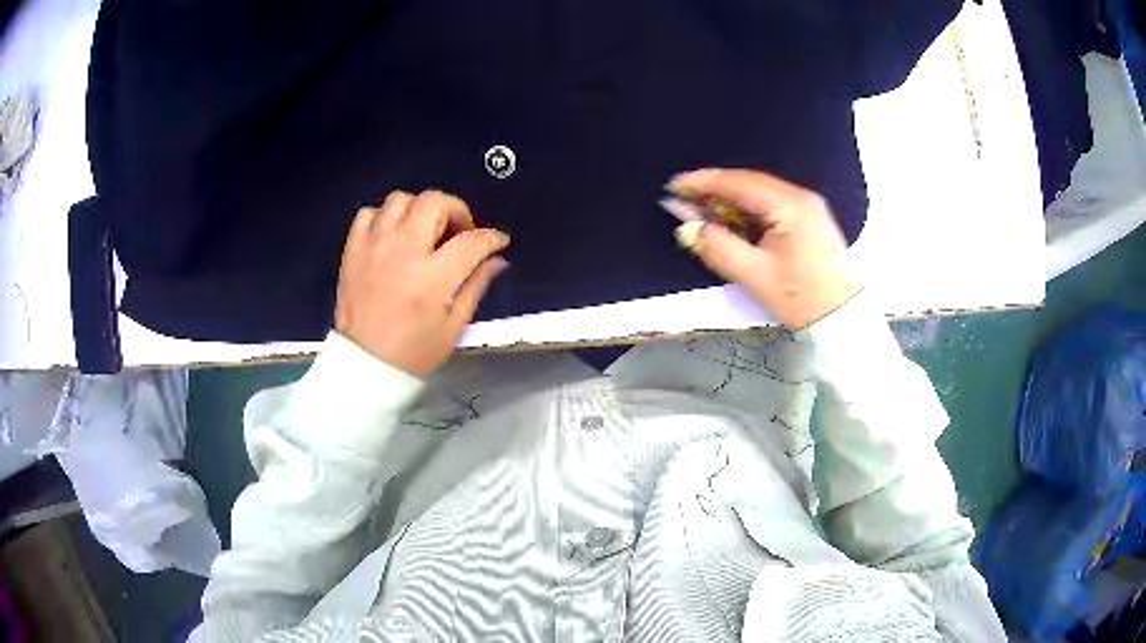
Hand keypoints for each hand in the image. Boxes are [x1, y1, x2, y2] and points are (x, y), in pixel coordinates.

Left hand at [335, 190, 509, 376]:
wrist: (364, 365)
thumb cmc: (413, 352)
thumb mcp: (454, 326)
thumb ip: (476, 286)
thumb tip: (496, 260)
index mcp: (432, 277)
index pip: (471, 241)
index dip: (491, 238)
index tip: (497, 241)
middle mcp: (402, 252)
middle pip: (434, 202)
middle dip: (456, 210)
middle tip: (459, 231)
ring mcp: (374, 247)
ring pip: (400, 199)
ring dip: (419, 209)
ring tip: (425, 231)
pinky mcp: (353, 250)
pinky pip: (369, 213)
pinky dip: (385, 217)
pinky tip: (393, 235)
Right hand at [668, 169, 860, 328]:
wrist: (844, 316)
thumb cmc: (802, 298)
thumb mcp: (755, 276)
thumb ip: (719, 248)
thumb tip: (690, 229)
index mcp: (789, 206)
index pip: (738, 183)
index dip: (704, 182)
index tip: (676, 186)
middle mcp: (801, 197)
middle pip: (749, 184)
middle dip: (715, 190)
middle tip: (685, 200)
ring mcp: (809, 206)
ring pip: (761, 194)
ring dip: (731, 201)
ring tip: (704, 212)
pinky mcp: (811, 219)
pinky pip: (773, 205)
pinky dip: (749, 210)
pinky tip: (734, 222)